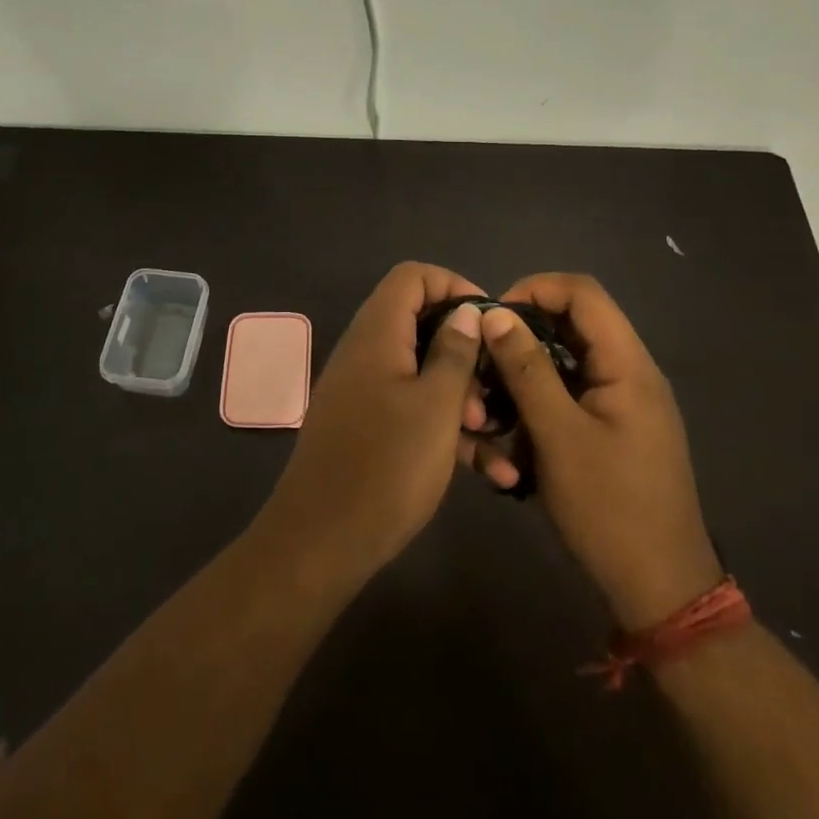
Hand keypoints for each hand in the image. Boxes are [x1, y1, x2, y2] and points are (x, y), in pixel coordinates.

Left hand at [254, 263, 485, 588]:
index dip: (454, 286)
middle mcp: (367, 353)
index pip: (412, 277)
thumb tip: (466, 312)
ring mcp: (364, 391)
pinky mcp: (367, 427)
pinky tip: (491, 472)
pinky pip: (412, 410)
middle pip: (421, 324)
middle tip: (496, 387)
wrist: (321, 542)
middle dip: (466, 352)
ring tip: (495, 436)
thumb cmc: (387, 466)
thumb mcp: (435, 406)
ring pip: (422, 373)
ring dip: (463, 398)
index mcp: (377, 334)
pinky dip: (446, 430)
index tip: (491, 321)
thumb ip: (454, 352)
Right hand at [464, 273, 721, 628]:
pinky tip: (513, 436)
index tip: (492, 318)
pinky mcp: (614, 429)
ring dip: (526, 375)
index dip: (534, 289)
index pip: (582, 292)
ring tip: (492, 403)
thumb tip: (494, 314)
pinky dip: (539, 404)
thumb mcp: (558, 436)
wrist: (660, 590)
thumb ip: (526, 370)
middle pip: (572, 325)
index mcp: (628, 364)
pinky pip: (571, 395)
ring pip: (566, 363)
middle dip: (523, 337)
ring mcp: (623, 402)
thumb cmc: (610, 509)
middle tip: (484, 362)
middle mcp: (630, 373)